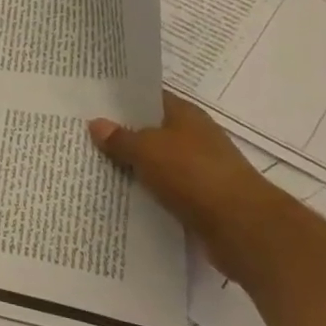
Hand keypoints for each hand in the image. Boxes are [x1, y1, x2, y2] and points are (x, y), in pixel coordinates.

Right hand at [89, 91, 290, 280]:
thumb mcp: (147, 150)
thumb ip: (120, 138)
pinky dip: (145, 192)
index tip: (91, 102)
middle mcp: (194, 137)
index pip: (149, 97)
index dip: (121, 99)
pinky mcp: (199, 199)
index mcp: (185, 114)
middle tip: (82, 135)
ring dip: (132, 166)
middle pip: (150, 130)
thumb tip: (96, 124)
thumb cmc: (194, 175)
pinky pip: (163, 189)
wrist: (243, 227)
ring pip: (155, 162)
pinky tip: (119, 195)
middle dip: (121, 134)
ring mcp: (199, 168)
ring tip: (93, 166)